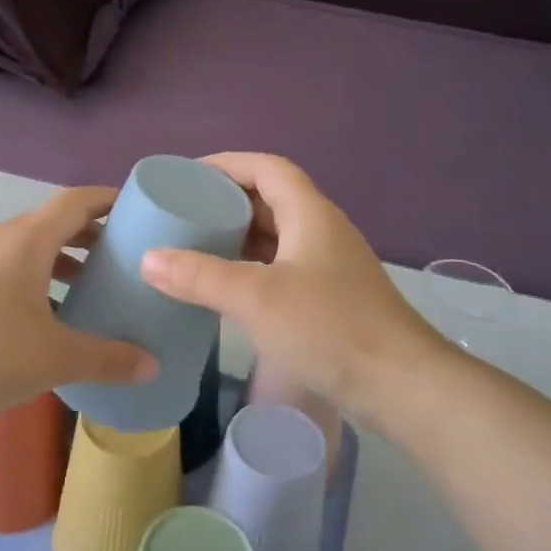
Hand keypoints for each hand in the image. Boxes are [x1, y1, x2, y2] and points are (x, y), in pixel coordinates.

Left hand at [0, 188, 157, 440]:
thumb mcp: (53, 359)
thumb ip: (107, 359)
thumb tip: (152, 365)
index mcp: (27, 241)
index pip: (77, 201)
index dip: (109, 200)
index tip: (136, 210)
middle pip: (51, 222)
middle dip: (88, 235)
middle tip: (120, 256)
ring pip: (25, 246)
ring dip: (58, 260)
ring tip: (84, 287)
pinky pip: (2, 265)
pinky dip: (30, 276)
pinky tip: (35, 315)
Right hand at [139, 153, 445, 421]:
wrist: (401, 386)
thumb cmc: (330, 328)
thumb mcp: (257, 299)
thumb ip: (201, 277)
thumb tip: (149, 258)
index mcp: (311, 214)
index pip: (267, 168)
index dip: (228, 164)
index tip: (188, 176)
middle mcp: (323, 231)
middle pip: (272, 200)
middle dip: (227, 201)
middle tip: (183, 214)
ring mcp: (330, 267)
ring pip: (278, 237)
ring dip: (239, 237)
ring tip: (196, 247)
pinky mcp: (332, 299)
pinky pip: (283, 268)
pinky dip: (252, 268)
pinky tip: (228, 290)